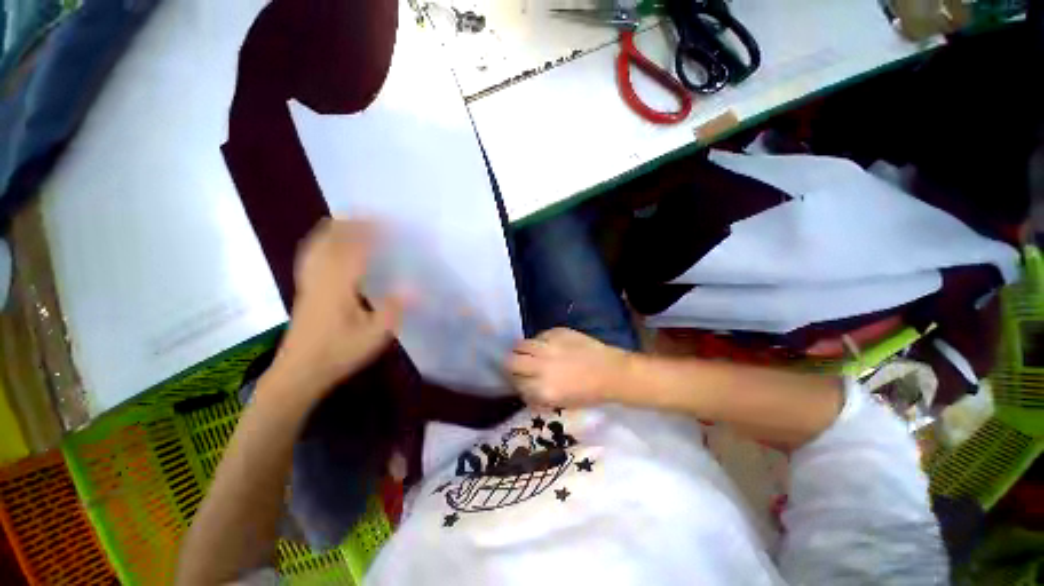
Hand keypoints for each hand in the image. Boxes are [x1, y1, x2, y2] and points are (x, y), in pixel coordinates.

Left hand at [265, 219, 402, 402]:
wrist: (299, 372)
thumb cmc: (338, 353)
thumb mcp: (374, 335)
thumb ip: (394, 309)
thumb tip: (414, 287)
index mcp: (339, 285)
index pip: (355, 248)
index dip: (371, 232)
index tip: (388, 221)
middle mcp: (321, 277)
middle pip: (332, 240)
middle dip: (352, 224)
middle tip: (373, 217)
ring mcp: (309, 282)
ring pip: (318, 245)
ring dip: (336, 230)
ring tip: (352, 221)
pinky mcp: (304, 290)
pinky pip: (310, 256)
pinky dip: (321, 243)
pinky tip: (328, 245)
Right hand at [506, 328, 628, 408]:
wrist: (610, 372)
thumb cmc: (588, 393)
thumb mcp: (560, 403)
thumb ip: (537, 396)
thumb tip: (522, 389)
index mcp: (542, 390)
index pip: (515, 383)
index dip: (515, 382)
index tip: (518, 380)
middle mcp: (541, 367)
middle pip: (510, 361)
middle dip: (510, 364)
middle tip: (517, 365)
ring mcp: (548, 347)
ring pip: (520, 345)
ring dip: (521, 350)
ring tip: (528, 352)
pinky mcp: (556, 332)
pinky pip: (538, 336)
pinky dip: (539, 341)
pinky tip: (547, 345)